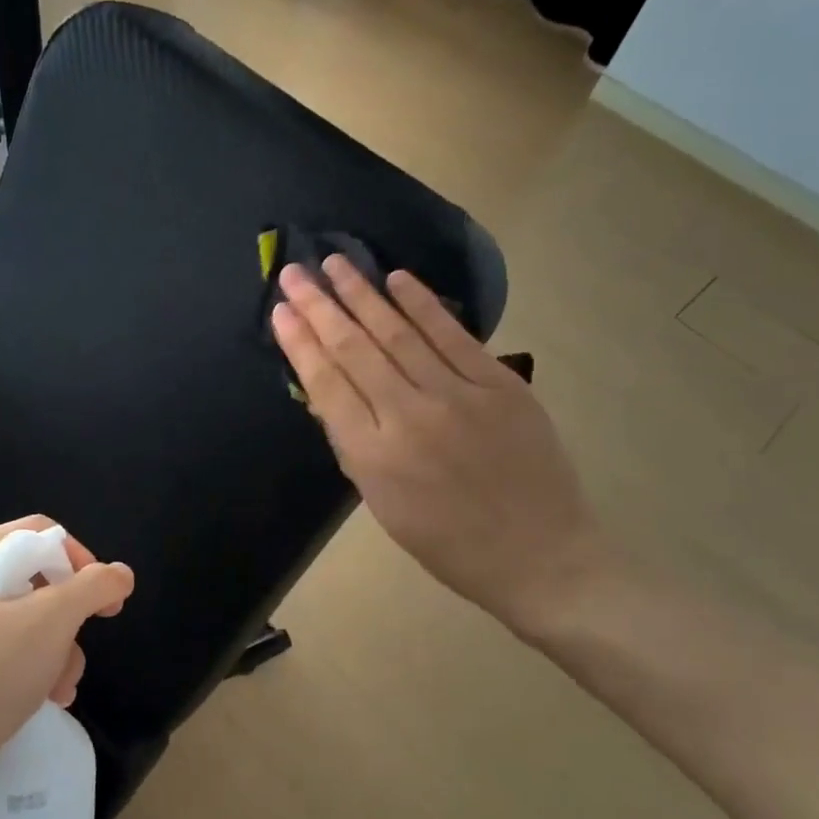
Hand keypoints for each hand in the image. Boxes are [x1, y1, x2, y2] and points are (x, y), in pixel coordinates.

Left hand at [0, 516, 133, 811]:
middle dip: (68, 619)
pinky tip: (49, 699)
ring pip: (28, 623)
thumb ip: (92, 588)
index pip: (38, 533)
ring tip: (63, 686)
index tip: (104, 596)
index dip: (79, 558)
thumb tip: (121, 574)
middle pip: (36, 580)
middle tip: (83, 643)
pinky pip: (9, 655)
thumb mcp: (49, 621)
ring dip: (58, 653)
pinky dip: (35, 672)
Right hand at [271, 256, 611, 635]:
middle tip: (294, 272)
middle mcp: (409, 417)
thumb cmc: (448, 542)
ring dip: (363, 294)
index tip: (280, 310)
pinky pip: (453, 336)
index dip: (300, 343)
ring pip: (398, 334)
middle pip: (355, 350)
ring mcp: (459, 397)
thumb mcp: (382, 504)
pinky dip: (422, 305)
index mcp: (374, 456)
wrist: (538, 555)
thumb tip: (324, 393)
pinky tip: (396, 280)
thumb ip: (351, 445)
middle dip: (320, 307)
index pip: (326, 385)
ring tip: (335, 263)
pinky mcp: (500, 385)